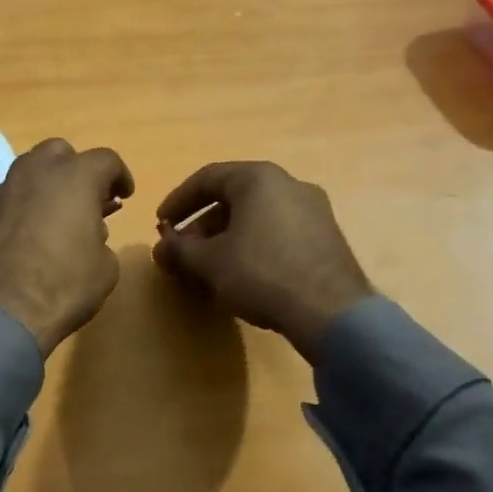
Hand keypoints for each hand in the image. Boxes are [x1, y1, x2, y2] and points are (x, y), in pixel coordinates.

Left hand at [0, 139, 134, 355]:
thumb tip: (88, 234)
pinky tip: (29, 233)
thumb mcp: (105, 268)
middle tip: (88, 198)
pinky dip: (23, 204)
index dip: (120, 175)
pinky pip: (10, 196)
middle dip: (77, 168)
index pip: (105, 159)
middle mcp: (36, 172)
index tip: (124, 196)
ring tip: (57, 215)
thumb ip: (101, 240)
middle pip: (60, 152)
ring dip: (47, 183)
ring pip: (29, 169)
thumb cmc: (63, 285)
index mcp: (75, 177)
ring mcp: (4, 189)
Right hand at [152, 162, 371, 359]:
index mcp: (258, 178)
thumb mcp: (209, 261)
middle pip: (232, 198)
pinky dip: (252, 246)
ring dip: (225, 238)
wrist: (331, 313)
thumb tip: (161, 246)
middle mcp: (289, 184)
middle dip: (201, 226)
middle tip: (182, 251)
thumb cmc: (261, 273)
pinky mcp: (326, 238)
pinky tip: (241, 275)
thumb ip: (179, 249)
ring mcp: (313, 211)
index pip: (207, 178)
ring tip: (208, 268)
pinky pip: (277, 233)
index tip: (160, 224)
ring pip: (256, 217)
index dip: (178, 201)